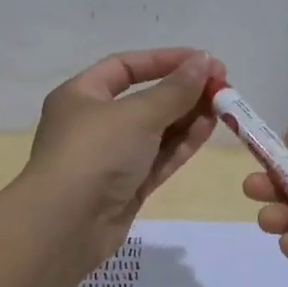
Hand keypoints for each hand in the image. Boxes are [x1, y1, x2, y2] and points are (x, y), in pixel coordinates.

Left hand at [25, 47, 221, 268]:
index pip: (125, 67)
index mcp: (81, 95)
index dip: (164, 60)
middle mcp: (94, 123)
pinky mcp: (126, 186)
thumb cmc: (94, 153)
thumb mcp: (137, 114)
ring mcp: (111, 157)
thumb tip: (205, 61)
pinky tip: (208, 129)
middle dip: (183, 91)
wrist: (64, 226)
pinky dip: (182, 144)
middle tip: (221, 87)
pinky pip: (159, 158)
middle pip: (145, 99)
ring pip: (156, 130)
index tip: (202, 60)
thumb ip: (176, 89)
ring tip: (223, 107)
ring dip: (188, 117)